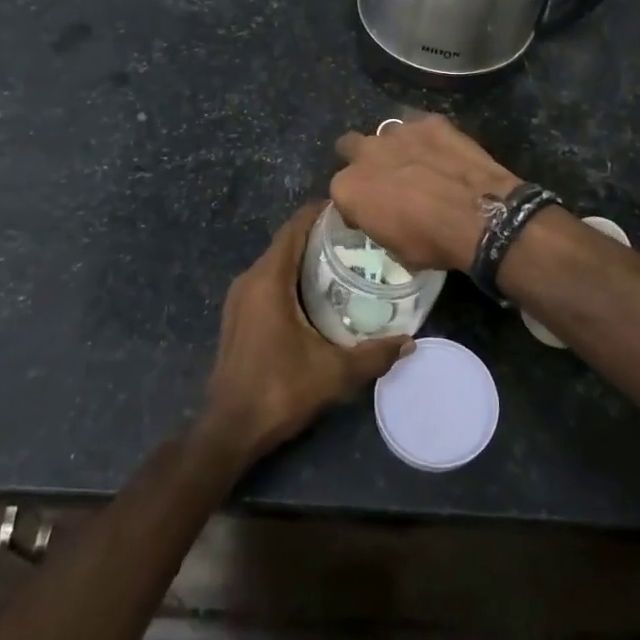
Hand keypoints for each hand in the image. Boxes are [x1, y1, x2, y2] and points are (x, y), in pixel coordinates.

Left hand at [202, 202, 410, 463]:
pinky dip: (292, 275)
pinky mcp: (238, 315)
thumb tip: (410, 342)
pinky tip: (318, 291)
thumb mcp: (335, 373)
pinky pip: (268, 279)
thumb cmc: (280, 390)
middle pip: (286, 242)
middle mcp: (250, 280)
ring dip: (305, 256)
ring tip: (344, 260)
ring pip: (276, 261)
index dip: (320, 213)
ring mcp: (239, 298)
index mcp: (268, 280)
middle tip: (358, 238)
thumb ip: (374, 354)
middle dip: (319, 234)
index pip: (294, 228)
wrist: (230, 429)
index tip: (351, 209)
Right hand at [331, 115, 520, 272]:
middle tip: (384, 179)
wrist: (481, 216)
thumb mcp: (395, 249)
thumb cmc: (432, 242)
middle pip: (350, 147)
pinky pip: (419, 126)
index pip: (341, 192)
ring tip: (416, 164)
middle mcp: (365, 153)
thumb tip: (384, 218)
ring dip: (394, 148)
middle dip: (362, 160)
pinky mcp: (429, 121)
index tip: (371, 213)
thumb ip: (378, 223)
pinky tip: (442, 153)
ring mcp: (398, 132)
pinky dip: (426, 139)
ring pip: (384, 133)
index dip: (355, 203)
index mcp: (348, 188)